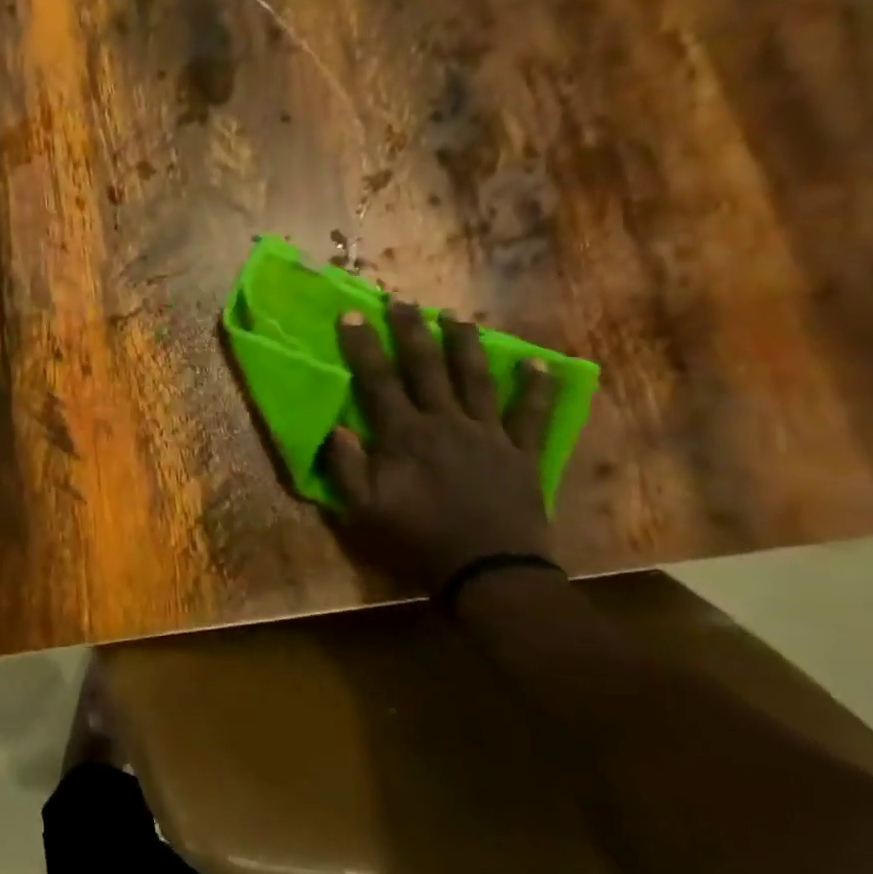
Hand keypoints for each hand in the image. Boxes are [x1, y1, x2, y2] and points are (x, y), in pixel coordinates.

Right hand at [327, 300, 556, 592]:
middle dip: (411, 330)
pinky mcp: (522, 453)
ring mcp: (488, 434)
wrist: (489, 573)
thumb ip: (345, 466)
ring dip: (464, 345)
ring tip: (456, 317)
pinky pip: (532, 415)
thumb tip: (333, 426)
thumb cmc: (418, 539)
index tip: (352, 314)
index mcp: (404, 434)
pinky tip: (538, 364)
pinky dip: (536, 388)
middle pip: (426, 367)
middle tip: (402, 301)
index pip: (378, 380)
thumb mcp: (363, 510)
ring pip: (474, 378)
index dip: (363, 345)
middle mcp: (445, 422)